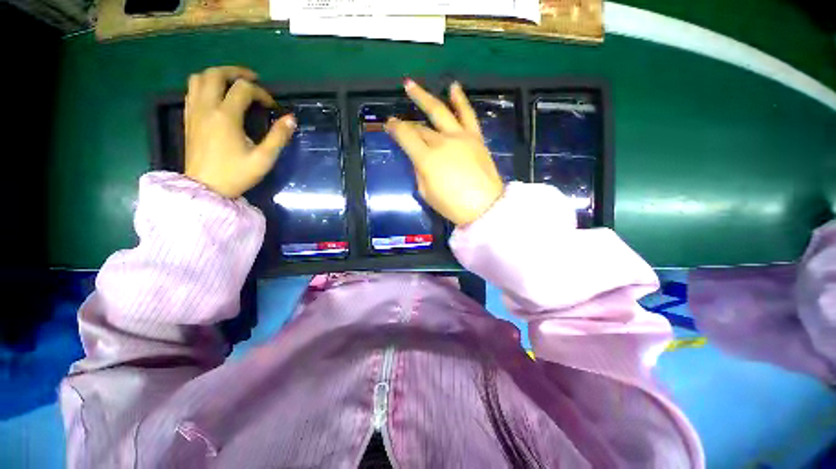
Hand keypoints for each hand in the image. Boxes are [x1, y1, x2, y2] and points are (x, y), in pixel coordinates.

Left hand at [184, 66, 296, 197]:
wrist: (205, 188)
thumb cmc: (236, 174)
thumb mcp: (264, 159)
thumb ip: (278, 137)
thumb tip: (291, 119)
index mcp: (226, 116)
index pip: (244, 89)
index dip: (261, 93)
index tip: (272, 106)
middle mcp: (206, 107)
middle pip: (216, 73)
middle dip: (236, 72)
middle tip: (253, 80)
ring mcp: (194, 111)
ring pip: (199, 78)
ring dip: (217, 75)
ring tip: (233, 84)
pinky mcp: (188, 118)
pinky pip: (192, 90)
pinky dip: (205, 85)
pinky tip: (217, 96)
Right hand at [386, 80, 503, 225]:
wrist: (485, 207)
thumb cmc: (453, 206)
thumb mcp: (427, 193)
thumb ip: (420, 173)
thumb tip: (419, 159)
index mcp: (427, 159)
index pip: (406, 136)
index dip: (394, 128)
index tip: (388, 124)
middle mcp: (442, 142)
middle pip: (421, 127)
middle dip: (408, 124)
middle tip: (399, 120)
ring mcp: (460, 137)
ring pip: (440, 111)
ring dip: (424, 97)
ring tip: (411, 85)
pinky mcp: (475, 137)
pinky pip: (468, 114)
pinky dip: (460, 100)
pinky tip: (453, 87)